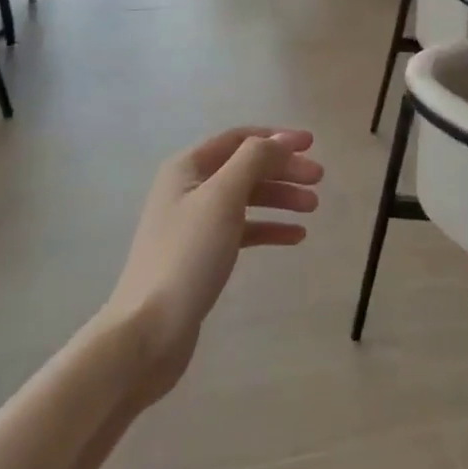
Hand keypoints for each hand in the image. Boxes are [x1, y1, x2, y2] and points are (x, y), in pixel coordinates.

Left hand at [105, 127, 321, 402]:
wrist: (149, 330)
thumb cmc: (187, 255)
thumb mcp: (222, 198)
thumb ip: (253, 160)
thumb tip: (281, 139)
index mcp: (187, 167)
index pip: (239, 138)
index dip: (276, 138)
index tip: (312, 144)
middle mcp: (189, 188)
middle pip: (245, 167)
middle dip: (283, 169)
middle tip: (319, 180)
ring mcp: (194, 223)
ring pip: (246, 198)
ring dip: (280, 198)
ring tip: (313, 207)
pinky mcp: (202, 255)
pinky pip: (242, 230)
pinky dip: (268, 228)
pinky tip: (296, 236)